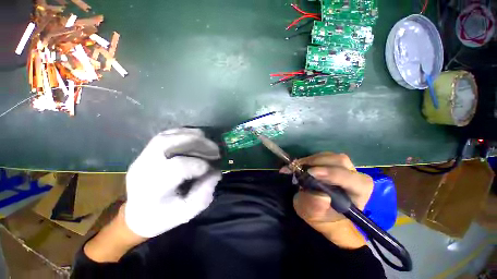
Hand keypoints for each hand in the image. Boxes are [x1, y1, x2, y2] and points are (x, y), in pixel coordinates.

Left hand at [125, 128, 220, 237]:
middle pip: (167, 144)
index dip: (200, 165)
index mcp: (152, 189)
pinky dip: (183, 133)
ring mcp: (142, 158)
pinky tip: (195, 138)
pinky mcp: (145, 153)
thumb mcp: (186, 212)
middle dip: (197, 143)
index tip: (212, 169)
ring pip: (166, 136)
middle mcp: (143, 168)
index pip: (177, 167)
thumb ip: (204, 193)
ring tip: (207, 141)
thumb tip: (216, 172)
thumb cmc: (162, 217)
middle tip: (215, 149)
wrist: (136, 215)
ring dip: (191, 135)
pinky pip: (165, 135)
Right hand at [284, 152, 373, 248]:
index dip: (331, 173)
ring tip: (299, 167)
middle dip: (317, 162)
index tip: (310, 172)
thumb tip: (320, 195)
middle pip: (340, 161)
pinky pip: (323, 155)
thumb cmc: (322, 216)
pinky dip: (310, 158)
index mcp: (359, 192)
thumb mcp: (313, 215)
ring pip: (330, 156)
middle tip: (299, 168)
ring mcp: (345, 167)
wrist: (322, 211)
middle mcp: (355, 176)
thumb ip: (316, 207)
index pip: (350, 179)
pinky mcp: (334, 163)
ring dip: (312, 160)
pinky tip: (302, 165)